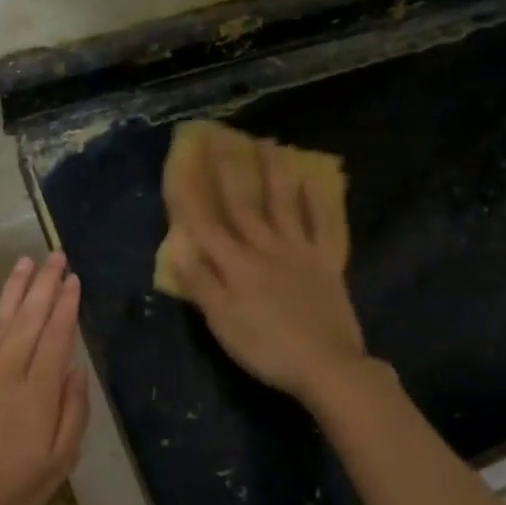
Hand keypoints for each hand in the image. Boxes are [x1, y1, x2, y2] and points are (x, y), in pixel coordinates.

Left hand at [0, 254, 89, 504]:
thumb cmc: (13, 491)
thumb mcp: (60, 461)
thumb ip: (73, 412)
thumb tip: (76, 368)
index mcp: (39, 391)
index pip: (56, 335)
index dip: (66, 304)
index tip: (73, 279)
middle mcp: (7, 371)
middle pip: (29, 317)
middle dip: (45, 284)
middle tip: (56, 255)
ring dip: (13, 289)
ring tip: (25, 263)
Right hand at [171, 134, 371, 403]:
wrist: (326, 365)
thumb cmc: (267, 349)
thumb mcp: (223, 323)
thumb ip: (201, 285)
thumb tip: (178, 250)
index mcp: (237, 266)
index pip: (206, 226)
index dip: (191, 197)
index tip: (180, 166)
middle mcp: (267, 249)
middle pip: (245, 205)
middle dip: (231, 172)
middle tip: (223, 139)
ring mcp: (300, 252)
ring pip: (284, 205)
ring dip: (275, 174)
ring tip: (271, 144)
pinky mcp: (327, 264)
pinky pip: (323, 226)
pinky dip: (318, 203)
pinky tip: (314, 182)